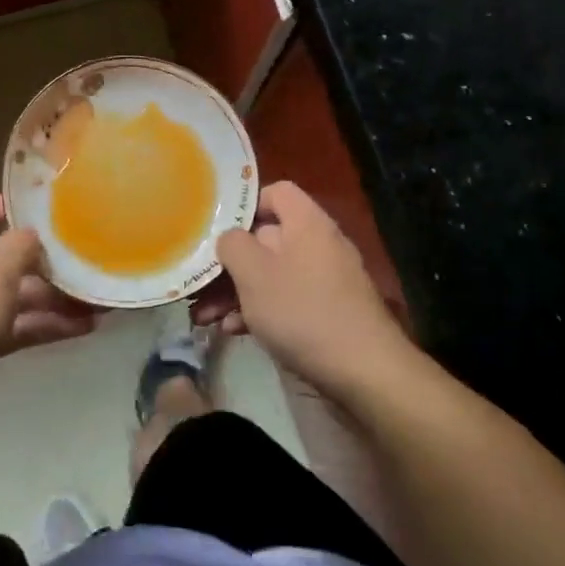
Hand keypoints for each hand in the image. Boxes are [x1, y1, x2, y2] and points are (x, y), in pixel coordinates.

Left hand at [0, 190, 99, 449]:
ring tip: (95, 305)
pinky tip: (82, 330)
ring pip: (12, 294)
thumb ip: (20, 245)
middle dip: (42, 261)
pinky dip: (43, 325)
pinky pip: (12, 326)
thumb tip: (32, 236)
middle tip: (81, 267)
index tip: (34, 217)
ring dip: (52, 298)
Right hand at [196, 181, 416, 404]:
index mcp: (307, 222)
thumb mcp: (254, 273)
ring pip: (271, 274)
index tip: (217, 229)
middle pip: (266, 238)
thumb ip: (233, 245)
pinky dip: (259, 311)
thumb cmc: (303, 311)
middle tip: (199, 284)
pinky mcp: (328, 312)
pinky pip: (286, 300)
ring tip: (205, 316)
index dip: (245, 205)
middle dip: (229, 263)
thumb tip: (230, 239)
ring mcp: (325, 280)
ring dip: (236, 292)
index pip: (276, 192)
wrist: (365, 372)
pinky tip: (233, 331)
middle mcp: (319, 244)